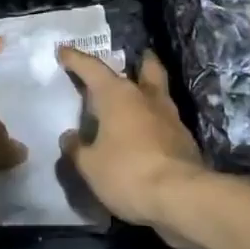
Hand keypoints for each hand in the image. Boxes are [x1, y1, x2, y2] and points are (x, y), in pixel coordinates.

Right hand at [58, 50, 206, 228]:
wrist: (181, 198)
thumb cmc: (127, 173)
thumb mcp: (90, 166)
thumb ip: (77, 149)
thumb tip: (69, 137)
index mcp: (118, 95)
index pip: (92, 68)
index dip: (76, 59)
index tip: (64, 50)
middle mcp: (147, 97)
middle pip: (147, 68)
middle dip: (139, 61)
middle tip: (132, 59)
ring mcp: (171, 117)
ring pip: (159, 94)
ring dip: (148, 93)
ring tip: (136, 101)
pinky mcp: (185, 140)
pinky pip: (165, 122)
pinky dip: (154, 122)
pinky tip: (146, 135)